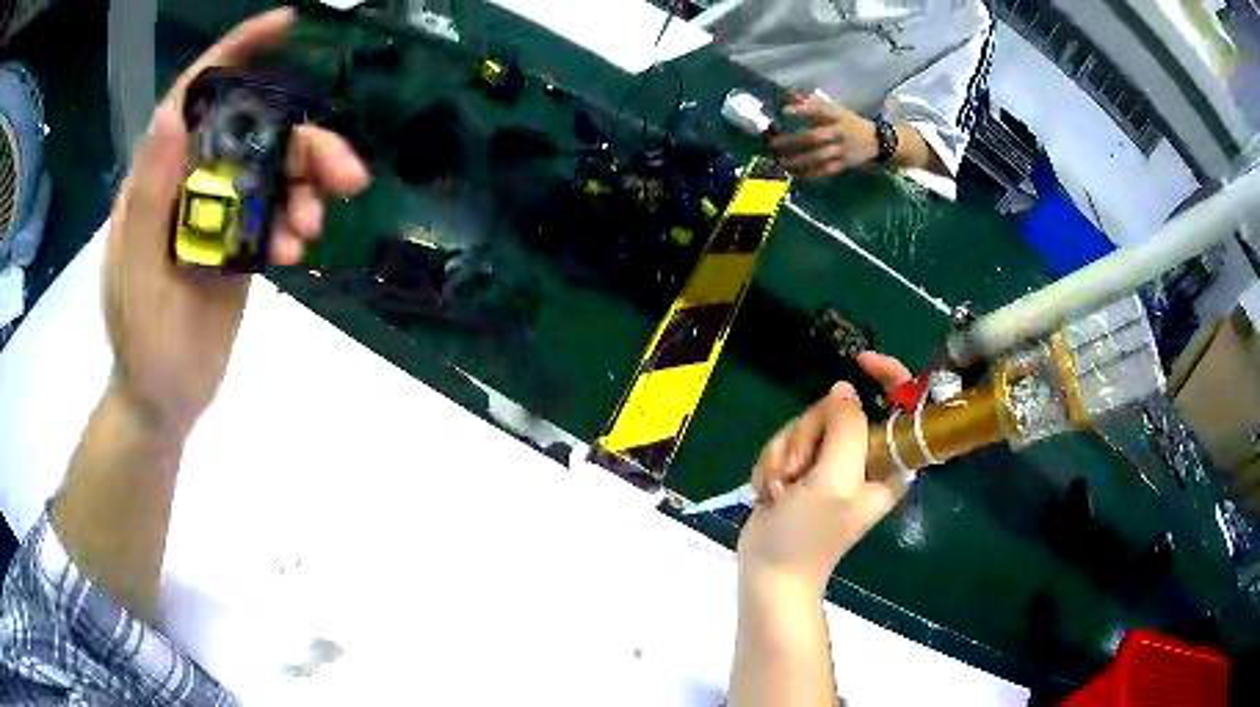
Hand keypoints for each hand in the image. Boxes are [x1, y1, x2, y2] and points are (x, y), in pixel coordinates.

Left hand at [104, 8, 369, 435]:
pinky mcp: (239, 241)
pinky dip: (295, 225)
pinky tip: (298, 254)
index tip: (288, 26)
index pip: (196, 95)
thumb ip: (145, 199)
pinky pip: (278, 213)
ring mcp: (218, 211)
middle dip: (302, 143)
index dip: (238, 52)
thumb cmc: (142, 347)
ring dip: (306, 189)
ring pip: (275, 171)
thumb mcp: (135, 278)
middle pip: (254, 132)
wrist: (165, 399)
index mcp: (158, 180)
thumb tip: (172, 113)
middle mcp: (190, 182)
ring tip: (314, 231)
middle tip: (346, 175)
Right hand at [736, 352, 912, 595]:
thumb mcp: (832, 481)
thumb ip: (845, 428)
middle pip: (837, 410)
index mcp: (887, 461)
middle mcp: (863, 458)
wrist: (769, 573)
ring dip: (784, 455)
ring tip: (781, 492)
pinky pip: (786, 442)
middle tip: (798, 474)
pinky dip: (771, 465)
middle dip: (807, 437)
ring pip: (805, 425)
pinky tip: (770, 494)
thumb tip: (843, 391)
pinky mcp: (804, 469)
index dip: (889, 375)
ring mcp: (831, 463)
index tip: (859, 362)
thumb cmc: (808, 536)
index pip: (903, 405)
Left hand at [769, 95, 880, 179]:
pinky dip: (809, 173)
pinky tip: (795, 174)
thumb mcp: (836, 110)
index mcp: (837, 116)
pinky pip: (825, 170)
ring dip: (798, 160)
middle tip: (773, 143)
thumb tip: (789, 94)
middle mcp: (839, 132)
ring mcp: (842, 150)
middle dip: (792, 141)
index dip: (803, 110)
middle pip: (814, 137)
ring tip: (781, 161)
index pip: (820, 110)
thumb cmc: (850, 123)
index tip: (785, 111)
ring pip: (818, 156)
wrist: (878, 142)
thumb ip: (812, 104)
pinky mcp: (844, 164)